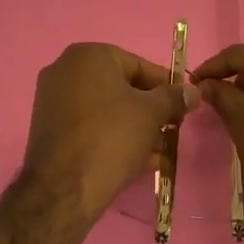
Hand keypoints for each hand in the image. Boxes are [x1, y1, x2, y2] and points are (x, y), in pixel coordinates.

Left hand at [23, 43, 199, 222]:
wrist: (64, 188)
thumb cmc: (112, 136)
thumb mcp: (152, 113)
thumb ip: (175, 97)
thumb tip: (194, 91)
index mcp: (88, 56)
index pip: (139, 65)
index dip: (166, 87)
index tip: (184, 106)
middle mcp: (65, 71)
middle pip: (122, 88)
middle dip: (151, 111)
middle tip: (172, 130)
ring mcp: (53, 101)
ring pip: (108, 111)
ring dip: (137, 129)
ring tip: (161, 152)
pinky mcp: (50, 130)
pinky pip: (91, 128)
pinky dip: (115, 138)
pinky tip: (141, 161)